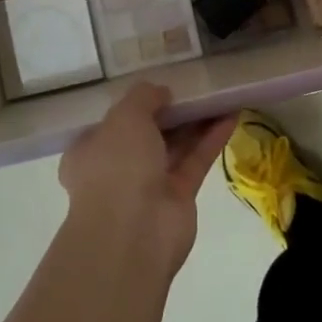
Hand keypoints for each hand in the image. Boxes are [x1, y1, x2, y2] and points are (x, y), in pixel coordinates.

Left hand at [58, 84, 235, 277]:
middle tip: (196, 87)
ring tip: (220, 95)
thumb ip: (144, 97)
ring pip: (175, 146)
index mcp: (90, 150)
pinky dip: (211, 139)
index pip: (111, 123)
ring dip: (196, 122)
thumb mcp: (125, 116)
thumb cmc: (117, 166)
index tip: (159, 88)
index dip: (135, 104)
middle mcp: (116, 168)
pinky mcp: (178, 198)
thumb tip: (162, 93)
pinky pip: (196, 161)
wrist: (133, 234)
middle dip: (172, 112)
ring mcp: (148, 185)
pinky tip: (231, 115)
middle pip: (148, 133)